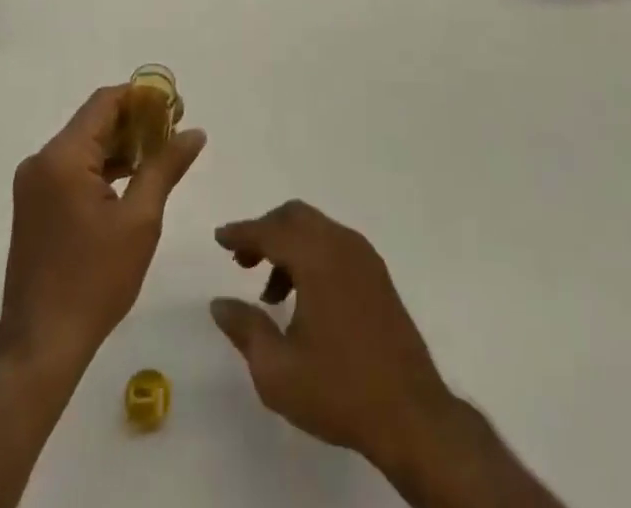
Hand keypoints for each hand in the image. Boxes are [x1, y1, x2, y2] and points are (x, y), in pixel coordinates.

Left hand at [0, 85, 205, 369]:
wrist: (40, 346)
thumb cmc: (94, 280)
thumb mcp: (140, 220)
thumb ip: (165, 167)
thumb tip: (194, 132)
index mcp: (62, 157)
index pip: (105, 102)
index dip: (142, 96)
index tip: (176, 105)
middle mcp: (41, 161)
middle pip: (94, 121)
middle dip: (136, 121)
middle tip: (175, 128)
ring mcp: (33, 184)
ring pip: (84, 145)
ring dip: (121, 144)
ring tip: (161, 152)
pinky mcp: (34, 206)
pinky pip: (73, 169)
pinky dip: (103, 167)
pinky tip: (132, 178)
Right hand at [209, 201, 456, 473]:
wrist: (411, 414)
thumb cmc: (339, 390)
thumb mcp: (277, 371)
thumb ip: (245, 329)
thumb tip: (219, 302)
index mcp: (317, 258)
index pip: (270, 230)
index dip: (241, 233)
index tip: (220, 238)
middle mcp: (341, 244)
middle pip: (295, 217)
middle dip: (265, 232)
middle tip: (242, 262)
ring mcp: (364, 257)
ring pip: (316, 229)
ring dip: (288, 246)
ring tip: (271, 295)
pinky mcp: (378, 274)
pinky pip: (335, 245)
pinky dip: (311, 255)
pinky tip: (304, 298)